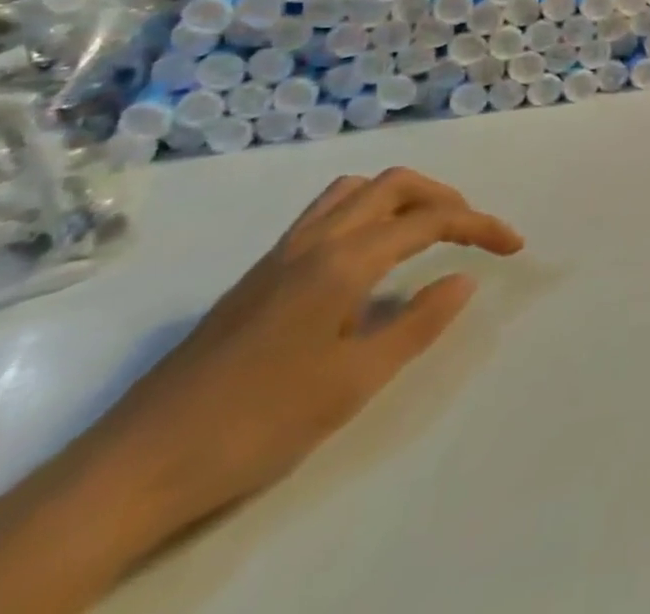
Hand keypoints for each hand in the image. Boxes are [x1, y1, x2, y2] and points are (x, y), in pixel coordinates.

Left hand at [81, 169, 520, 539]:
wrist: (136, 465)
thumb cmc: (257, 422)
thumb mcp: (354, 383)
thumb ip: (418, 322)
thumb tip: (464, 279)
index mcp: (345, 260)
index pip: (431, 220)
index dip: (480, 226)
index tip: (513, 246)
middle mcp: (317, 238)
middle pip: (395, 185)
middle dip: (445, 198)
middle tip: (472, 232)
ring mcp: (283, 251)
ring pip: (357, 189)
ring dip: (403, 197)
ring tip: (426, 232)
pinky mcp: (261, 270)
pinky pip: (328, 210)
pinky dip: (367, 210)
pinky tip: (369, 255)